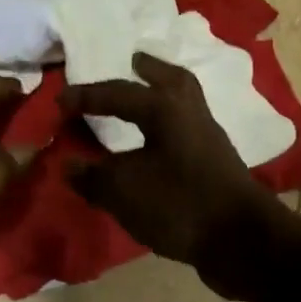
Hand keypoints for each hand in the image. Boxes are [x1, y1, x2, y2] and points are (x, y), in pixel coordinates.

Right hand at [60, 53, 291, 298]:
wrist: (241, 240)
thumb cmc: (179, 204)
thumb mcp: (123, 191)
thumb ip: (93, 177)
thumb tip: (69, 166)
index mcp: (166, 109)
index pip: (119, 93)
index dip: (86, 96)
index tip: (59, 102)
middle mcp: (191, 114)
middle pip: (171, 80)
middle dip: (149, 70)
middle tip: (133, 61)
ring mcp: (209, 139)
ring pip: (184, 105)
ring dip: (161, 98)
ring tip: (140, 100)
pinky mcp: (217, 164)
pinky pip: (187, 132)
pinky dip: (167, 129)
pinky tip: (153, 146)